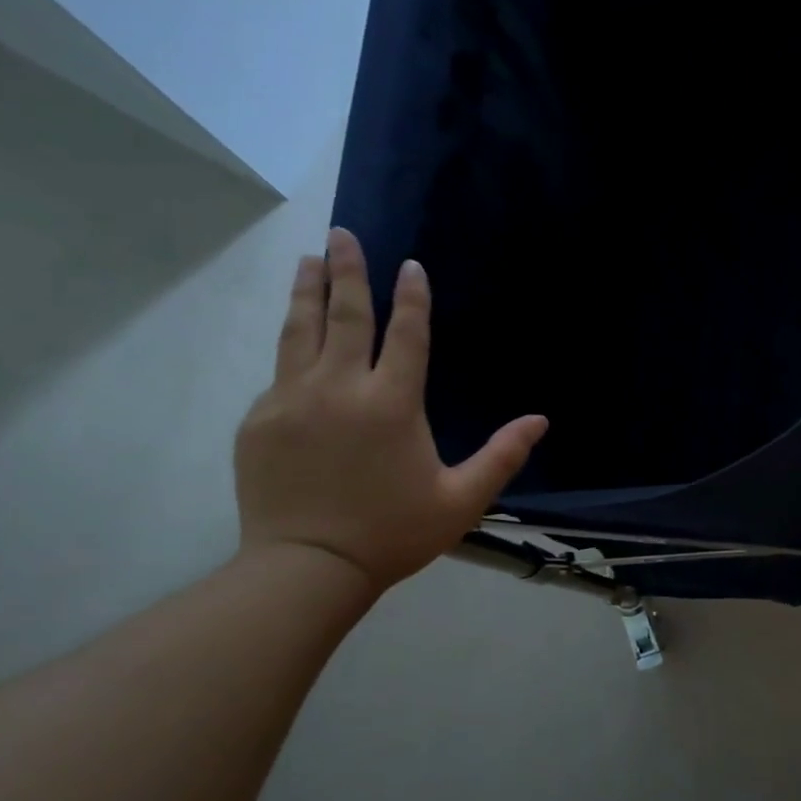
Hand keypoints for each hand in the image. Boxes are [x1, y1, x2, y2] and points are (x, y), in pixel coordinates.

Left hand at [234, 228, 546, 592]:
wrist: (308, 567)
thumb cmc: (395, 532)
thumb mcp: (462, 498)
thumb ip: (503, 455)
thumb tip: (540, 420)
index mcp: (391, 404)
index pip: (406, 335)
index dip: (412, 298)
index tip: (410, 264)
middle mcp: (339, 389)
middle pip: (345, 316)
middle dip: (347, 271)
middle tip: (343, 233)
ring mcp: (292, 400)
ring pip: (300, 332)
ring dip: (308, 292)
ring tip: (309, 260)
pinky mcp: (260, 420)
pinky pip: (281, 373)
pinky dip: (293, 347)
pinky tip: (298, 339)